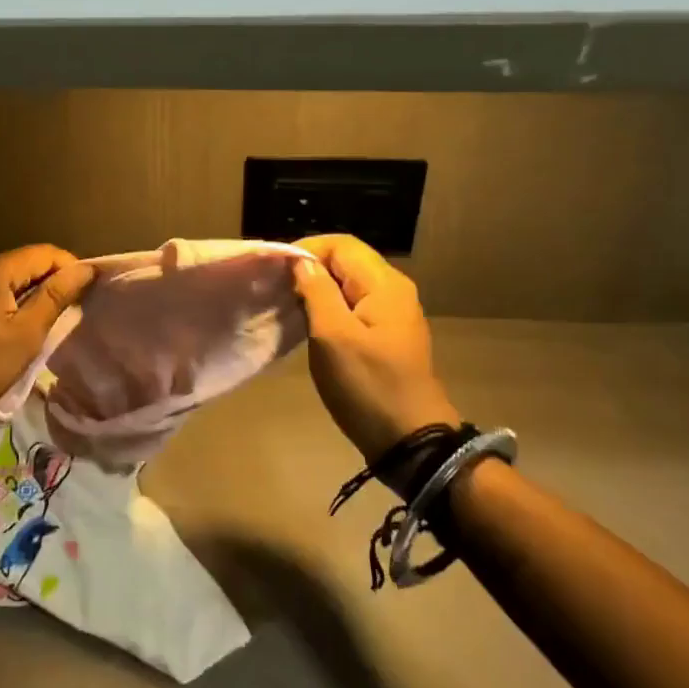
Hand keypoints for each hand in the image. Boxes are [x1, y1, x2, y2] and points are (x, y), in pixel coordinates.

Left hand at [0, 245, 94, 435]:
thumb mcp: (26, 334)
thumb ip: (56, 297)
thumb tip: (85, 268)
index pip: (47, 253)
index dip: (72, 269)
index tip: (88, 297)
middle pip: (28, 263)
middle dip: (54, 283)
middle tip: (72, 314)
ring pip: (11, 280)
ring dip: (33, 297)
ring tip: (50, 325)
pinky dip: (12, 305)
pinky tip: (18, 331)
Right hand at [293, 234, 460, 463]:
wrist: (411, 442)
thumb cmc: (368, 386)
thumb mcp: (333, 336)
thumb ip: (316, 291)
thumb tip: (301, 262)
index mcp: (384, 284)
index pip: (341, 244)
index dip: (306, 250)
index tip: (277, 272)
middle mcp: (393, 290)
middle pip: (346, 261)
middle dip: (310, 269)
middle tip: (278, 290)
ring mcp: (393, 314)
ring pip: (348, 284)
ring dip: (317, 290)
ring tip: (289, 308)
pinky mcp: (387, 336)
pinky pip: (354, 306)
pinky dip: (329, 308)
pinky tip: (310, 327)